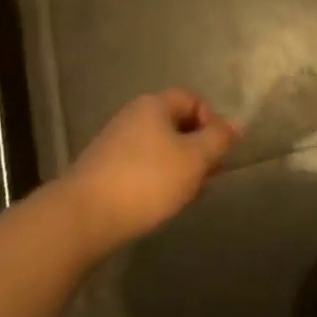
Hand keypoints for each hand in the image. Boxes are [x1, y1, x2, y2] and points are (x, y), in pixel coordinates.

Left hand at [63, 89, 241, 251]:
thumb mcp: (195, 159)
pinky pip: (140, 167)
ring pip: (159, 148)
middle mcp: (132, 117)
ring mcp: (114, 143)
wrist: (82, 218)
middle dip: (197, 148)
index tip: (217, 151)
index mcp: (154, 106)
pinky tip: (159, 204)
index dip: (211, 120)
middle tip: (208, 177)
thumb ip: (218, 140)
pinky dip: (156, 180)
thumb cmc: (146, 181)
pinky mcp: (102, 170)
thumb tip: (233, 126)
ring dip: (179, 167)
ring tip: (187, 195)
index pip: (192, 99)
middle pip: (175, 124)